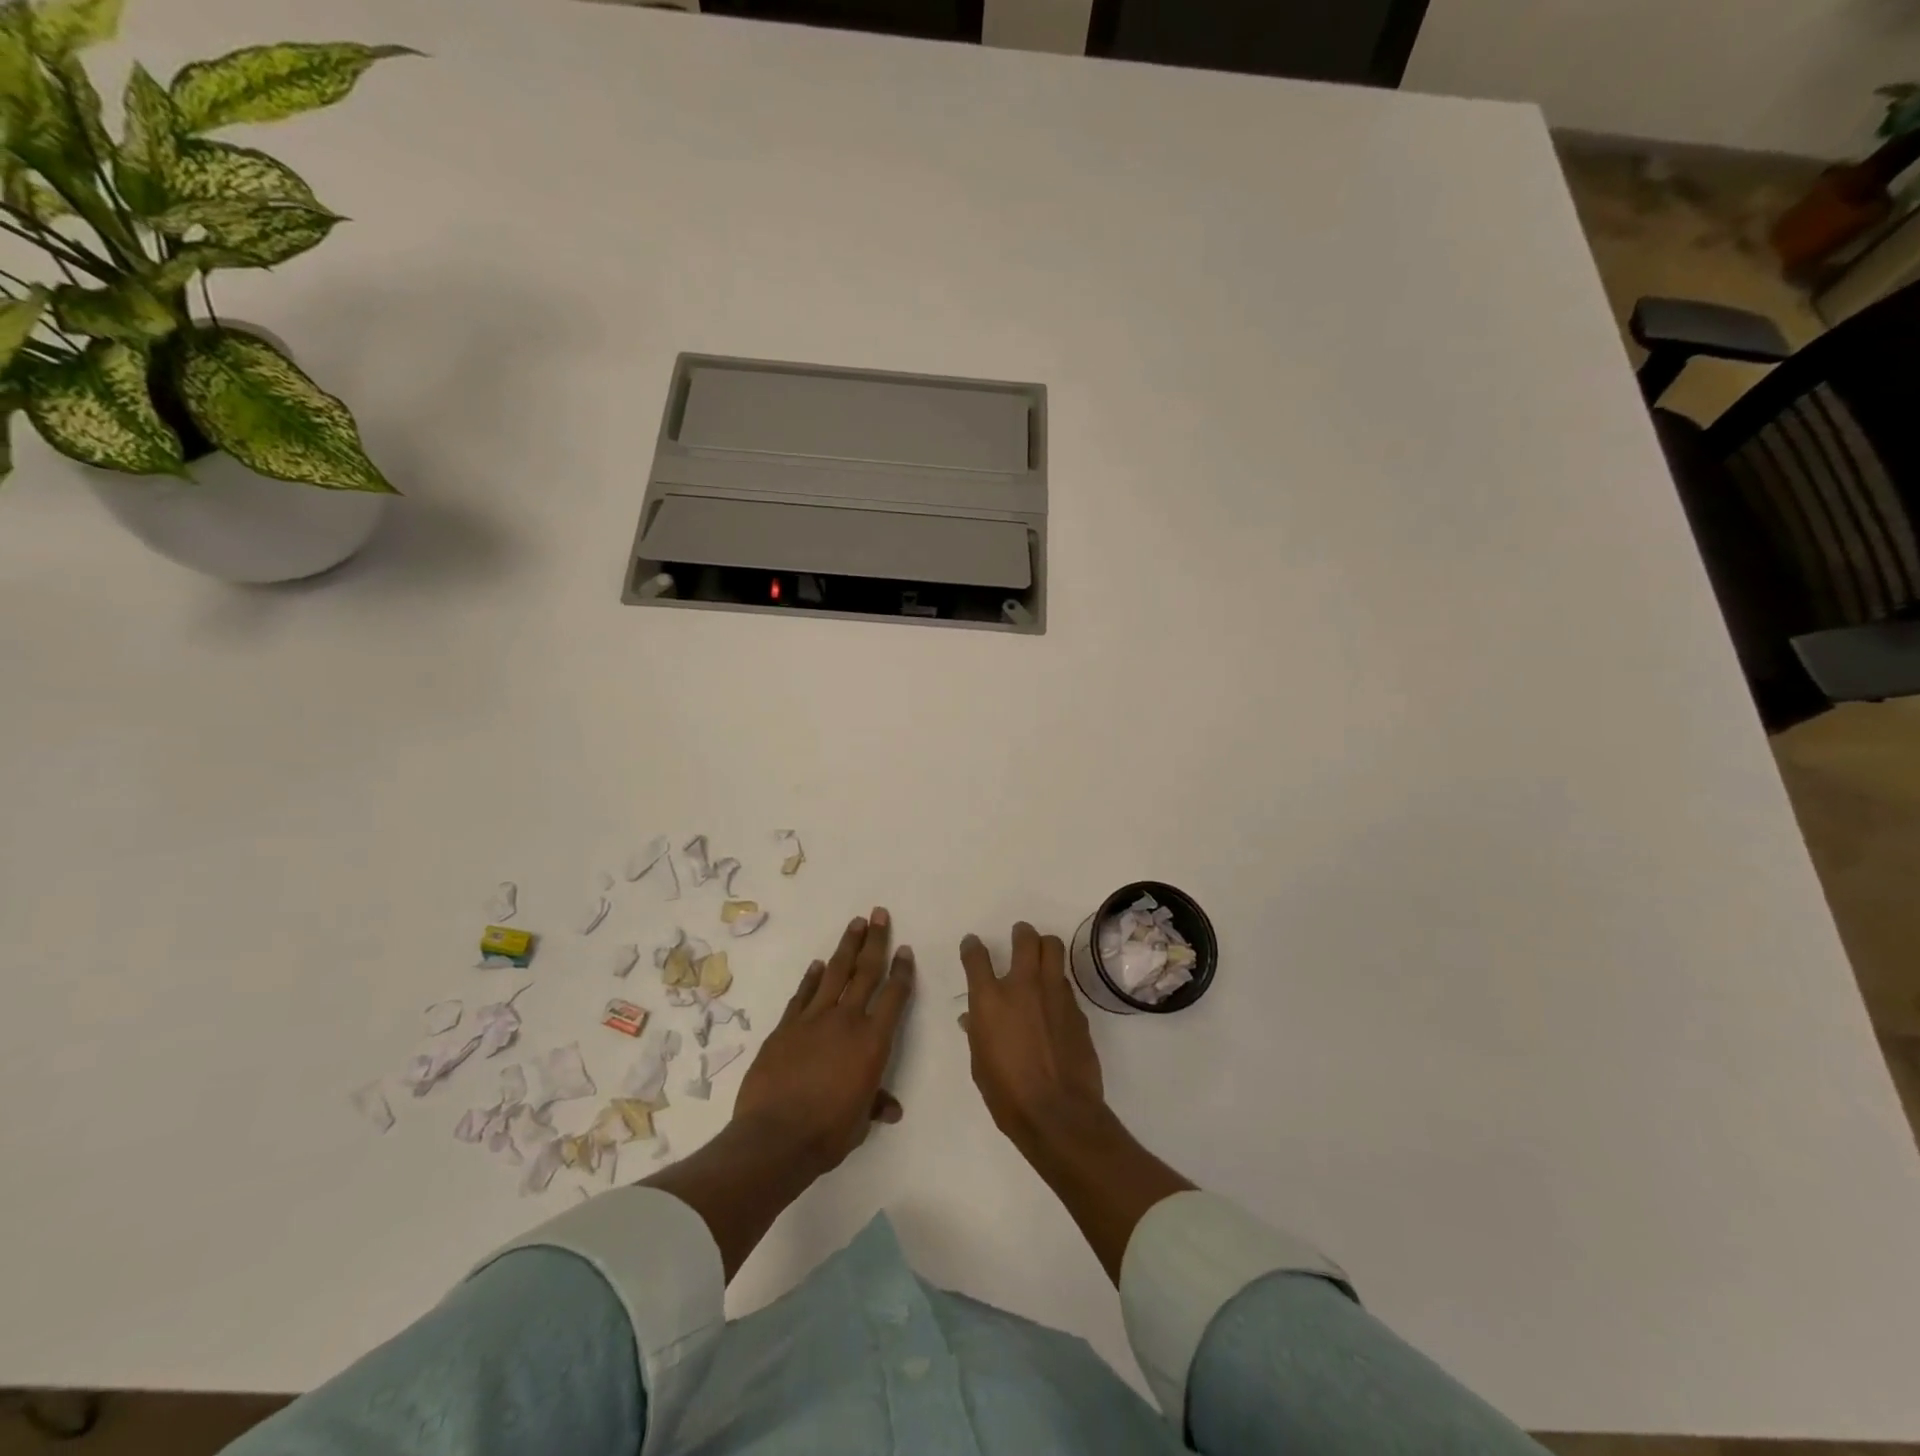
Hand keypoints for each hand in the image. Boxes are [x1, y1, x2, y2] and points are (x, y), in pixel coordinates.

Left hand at [734, 908, 914, 1173]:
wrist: (775, 1137)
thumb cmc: (828, 1132)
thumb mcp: (860, 1122)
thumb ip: (875, 1104)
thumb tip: (891, 1108)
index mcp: (872, 1041)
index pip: (894, 995)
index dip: (901, 970)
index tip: (904, 949)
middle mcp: (846, 1020)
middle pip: (865, 971)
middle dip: (875, 941)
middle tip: (879, 914)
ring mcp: (813, 1019)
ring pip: (834, 973)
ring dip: (846, 947)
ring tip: (855, 923)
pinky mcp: (785, 1026)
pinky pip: (802, 995)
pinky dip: (810, 978)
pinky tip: (816, 965)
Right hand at [960, 921, 1191, 1284]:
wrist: (1058, 1114)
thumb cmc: (1007, 1094)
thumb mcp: (980, 1064)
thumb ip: (978, 1032)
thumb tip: (974, 1018)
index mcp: (990, 999)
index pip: (977, 957)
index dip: (973, 947)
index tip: (973, 945)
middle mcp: (1023, 986)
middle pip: (1026, 939)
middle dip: (1021, 933)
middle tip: (1020, 937)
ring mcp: (1054, 994)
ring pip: (1053, 950)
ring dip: (1045, 949)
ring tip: (1041, 957)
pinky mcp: (1077, 1009)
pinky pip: (1066, 983)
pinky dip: (1058, 983)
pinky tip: (1055, 1001)